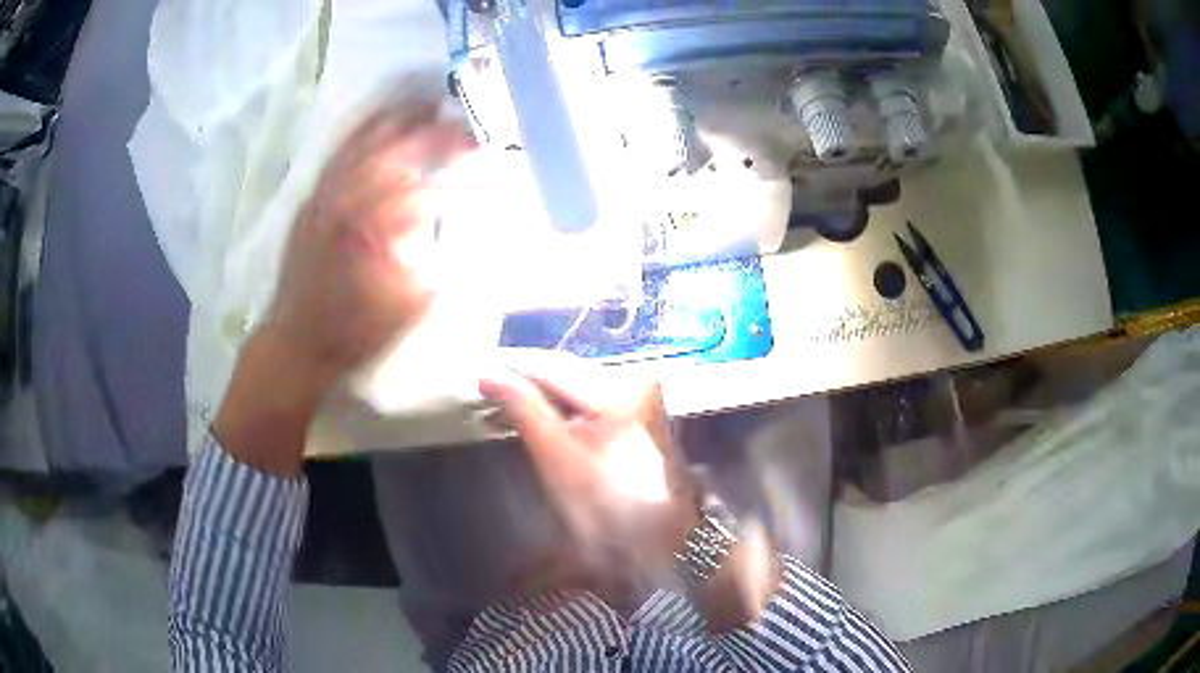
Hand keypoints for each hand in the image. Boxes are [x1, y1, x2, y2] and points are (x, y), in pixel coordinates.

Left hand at [214, 101, 472, 475]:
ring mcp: (321, 199)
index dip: (447, 160)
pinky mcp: (310, 201)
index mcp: (369, 231)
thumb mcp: (400, 310)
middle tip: (453, 110)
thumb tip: (441, 212)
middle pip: (387, 149)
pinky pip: (335, 156)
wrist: (294, 342)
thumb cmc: (350, 335)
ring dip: (391, 117)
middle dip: (423, 126)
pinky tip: (374, 119)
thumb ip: (427, 253)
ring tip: (418, 97)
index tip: (476, 145)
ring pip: (358, 144)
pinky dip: (358, 131)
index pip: (417, 178)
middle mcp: (342, 204)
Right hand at [482, 358, 781, 630]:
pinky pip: (588, 398)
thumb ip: (523, 408)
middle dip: (524, 381)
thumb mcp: (557, 456)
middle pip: (564, 371)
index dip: (510, 368)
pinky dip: (561, 406)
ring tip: (503, 402)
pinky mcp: (638, 410)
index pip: (550, 365)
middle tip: (485, 390)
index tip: (475, 373)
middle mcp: (634, 377)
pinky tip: (537, 414)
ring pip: (575, 384)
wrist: (661, 540)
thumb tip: (488, 374)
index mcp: (618, 387)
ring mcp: (640, 393)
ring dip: (540, 393)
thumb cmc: (606, 505)